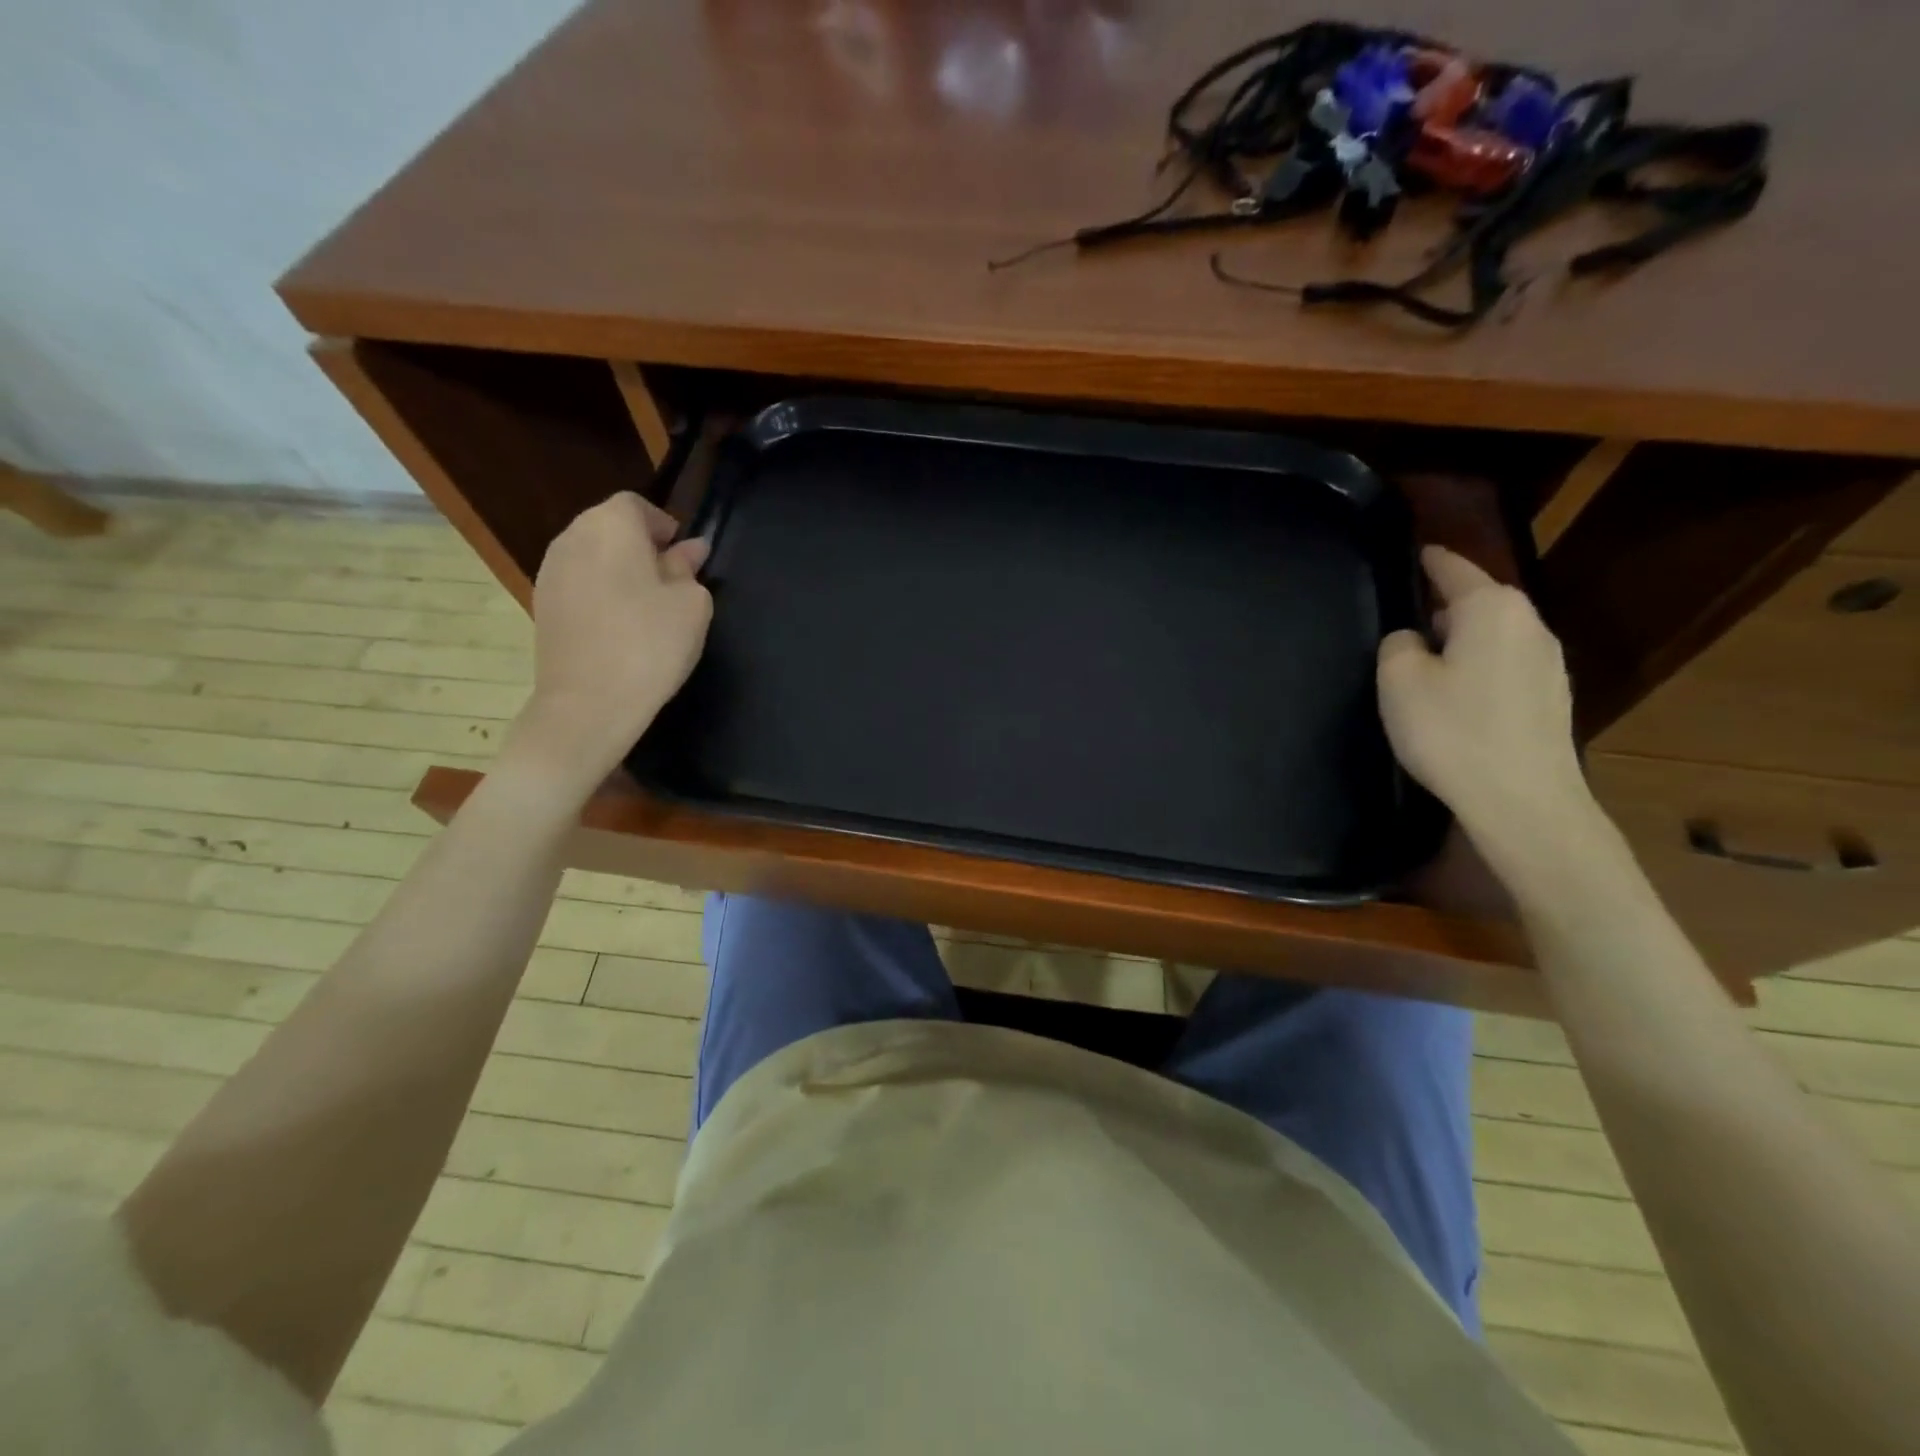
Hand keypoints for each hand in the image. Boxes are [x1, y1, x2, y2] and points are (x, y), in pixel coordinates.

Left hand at [503, 493, 711, 798]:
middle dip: (641, 546)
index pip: (636, 506)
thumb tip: (689, 550)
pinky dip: (601, 593)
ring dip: (620, 571)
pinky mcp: (542, 605)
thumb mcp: (691, 604)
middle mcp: (572, 538)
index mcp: (610, 526)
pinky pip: (579, 583)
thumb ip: (689, 570)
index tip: (685, 557)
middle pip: (609, 527)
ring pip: (592, 556)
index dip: (663, 526)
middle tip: (671, 582)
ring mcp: (550, 572)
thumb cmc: (651, 644)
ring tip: (648, 608)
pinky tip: (621, 627)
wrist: (590, 703)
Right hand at [1377, 546, 1589, 857]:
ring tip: (1428, 662)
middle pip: (1480, 601)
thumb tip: (1413, 640)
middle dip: (1446, 605)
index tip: (1416, 552)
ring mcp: (1548, 662)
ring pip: (1494, 635)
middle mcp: (1528, 625)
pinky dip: (1479, 667)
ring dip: (1463, 640)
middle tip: (1408, 620)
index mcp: (1491, 609)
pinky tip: (1458, 696)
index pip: (1454, 569)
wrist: (1522, 799)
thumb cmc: (1452, 730)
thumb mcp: (1399, 680)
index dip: (1431, 560)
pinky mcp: (1551, 698)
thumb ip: (1399, 644)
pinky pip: (1505, 665)